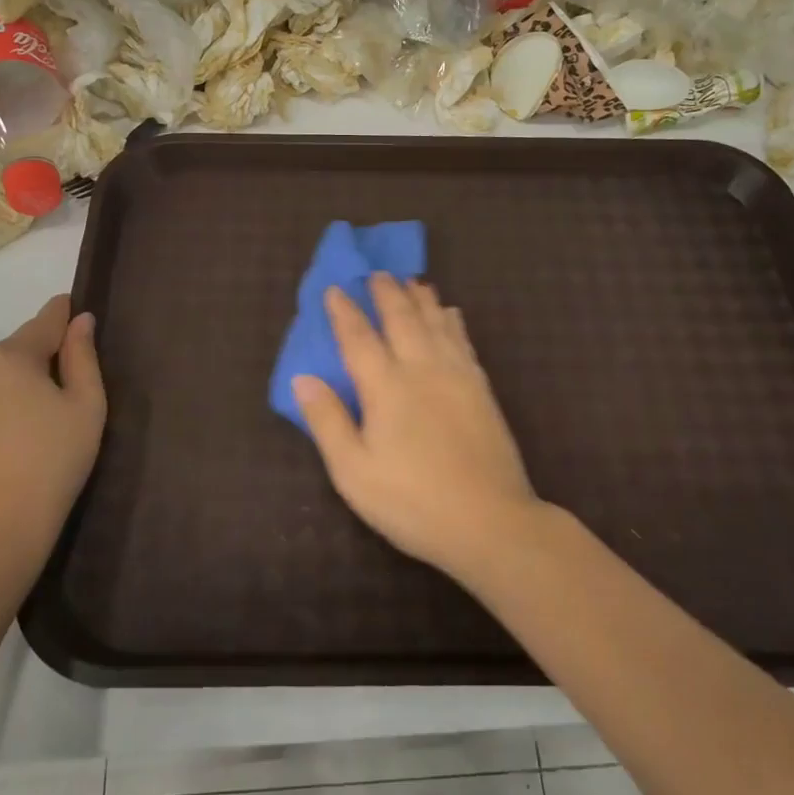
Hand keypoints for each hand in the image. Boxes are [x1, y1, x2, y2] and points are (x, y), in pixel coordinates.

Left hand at [0, 295, 104, 577]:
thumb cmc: (54, 460)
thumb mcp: (87, 406)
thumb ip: (84, 357)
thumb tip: (80, 320)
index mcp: (12, 356)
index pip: (44, 321)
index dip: (62, 314)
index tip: (73, 309)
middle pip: (14, 353)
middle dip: (35, 363)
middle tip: (59, 399)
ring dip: (6, 388)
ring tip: (26, 428)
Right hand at [293, 275, 543, 579]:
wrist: (490, 521)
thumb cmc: (412, 501)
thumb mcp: (354, 471)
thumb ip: (328, 421)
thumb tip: (303, 378)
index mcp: (386, 386)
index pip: (359, 337)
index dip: (344, 311)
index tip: (334, 289)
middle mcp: (422, 368)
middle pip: (402, 318)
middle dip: (386, 292)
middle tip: (376, 273)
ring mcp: (457, 375)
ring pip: (436, 322)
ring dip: (421, 298)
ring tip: (412, 281)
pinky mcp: (482, 388)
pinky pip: (463, 339)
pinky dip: (452, 320)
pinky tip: (451, 313)